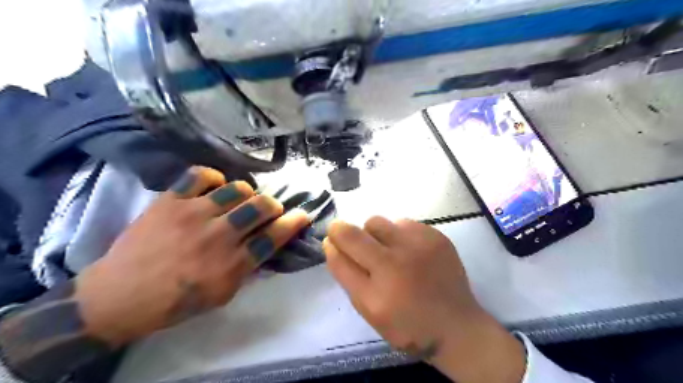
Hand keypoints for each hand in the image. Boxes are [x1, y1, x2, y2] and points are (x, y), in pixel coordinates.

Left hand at [75, 167, 309, 344]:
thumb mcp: (222, 295)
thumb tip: (266, 244)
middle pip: (261, 206)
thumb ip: (248, 268)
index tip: (302, 215)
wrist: (119, 296)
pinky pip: (201, 175)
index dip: (294, 222)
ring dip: (247, 194)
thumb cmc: (176, 301)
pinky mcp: (171, 200)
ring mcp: (193, 214)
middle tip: (268, 209)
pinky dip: (213, 178)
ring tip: (239, 201)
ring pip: (237, 189)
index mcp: (232, 264)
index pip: (274, 236)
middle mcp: (218, 236)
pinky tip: (214, 188)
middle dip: (273, 205)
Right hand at [323, 218, 523, 381]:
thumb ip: (347, 275)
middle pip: (355, 231)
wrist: (456, 325)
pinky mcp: (436, 236)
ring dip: (375, 233)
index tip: (332, 239)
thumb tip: (331, 244)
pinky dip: (398, 233)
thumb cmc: (406, 323)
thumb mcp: (369, 310)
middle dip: (347, 233)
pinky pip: (403, 222)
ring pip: (378, 222)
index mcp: (376, 291)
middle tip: (360, 246)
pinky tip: (409, 250)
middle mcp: (396, 263)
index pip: (340, 254)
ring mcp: (418, 246)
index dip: (332, 241)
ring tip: (388, 250)